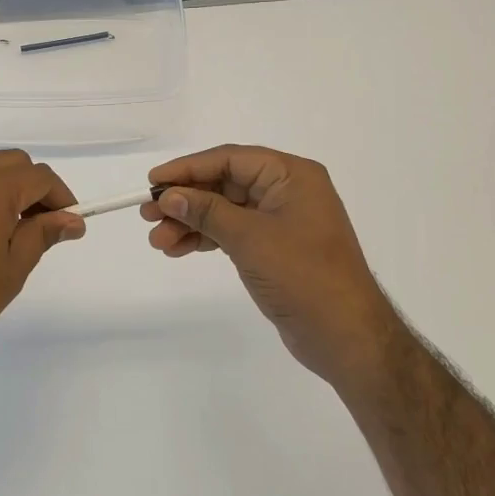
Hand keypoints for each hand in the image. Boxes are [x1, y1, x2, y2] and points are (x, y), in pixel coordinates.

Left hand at [0, 150, 84, 373]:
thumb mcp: (10, 271)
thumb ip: (41, 235)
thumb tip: (71, 219)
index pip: (40, 177)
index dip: (61, 198)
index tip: (69, 225)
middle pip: (11, 163)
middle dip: (32, 188)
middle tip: (39, 227)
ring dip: (1, 183)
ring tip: (4, 225)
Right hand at [142, 145, 399, 390]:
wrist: (346, 336)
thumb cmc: (303, 276)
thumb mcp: (250, 239)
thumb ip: (207, 212)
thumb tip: (169, 196)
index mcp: (291, 175)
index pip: (230, 159)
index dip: (188, 168)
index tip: (153, 182)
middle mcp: (287, 191)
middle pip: (224, 184)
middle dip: (186, 200)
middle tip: (148, 215)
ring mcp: (281, 221)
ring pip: (225, 210)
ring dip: (190, 223)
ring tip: (158, 241)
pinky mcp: (275, 248)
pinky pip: (232, 232)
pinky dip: (206, 239)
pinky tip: (178, 249)